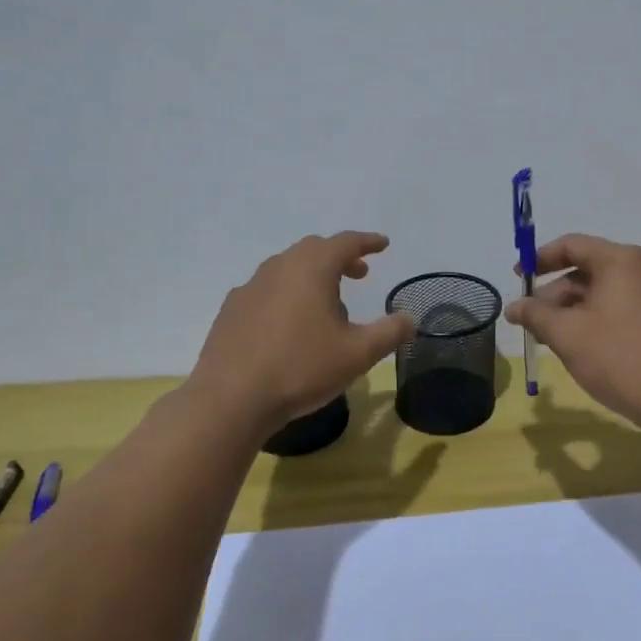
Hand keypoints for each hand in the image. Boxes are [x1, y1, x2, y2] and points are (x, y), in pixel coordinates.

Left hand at [188, 232, 414, 434]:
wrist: (231, 398)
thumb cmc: (301, 368)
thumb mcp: (358, 354)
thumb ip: (389, 332)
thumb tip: (410, 318)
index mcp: (311, 268)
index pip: (345, 242)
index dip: (367, 242)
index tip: (383, 244)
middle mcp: (278, 268)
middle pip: (313, 250)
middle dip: (340, 257)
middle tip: (359, 273)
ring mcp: (250, 288)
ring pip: (287, 269)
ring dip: (312, 276)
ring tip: (327, 304)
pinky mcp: (231, 310)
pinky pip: (266, 290)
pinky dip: (286, 294)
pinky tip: (289, 323)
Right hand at [506, 233, 640, 428]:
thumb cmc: (619, 357)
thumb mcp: (567, 334)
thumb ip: (535, 314)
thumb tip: (513, 307)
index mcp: (621, 261)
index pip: (572, 245)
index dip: (539, 259)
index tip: (517, 277)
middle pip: (586, 269)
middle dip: (552, 292)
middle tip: (528, 318)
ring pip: (600, 293)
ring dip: (569, 310)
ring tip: (546, 337)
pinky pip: (616, 309)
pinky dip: (591, 320)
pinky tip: (575, 346)